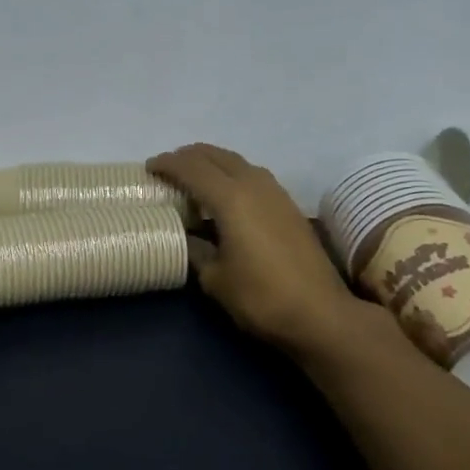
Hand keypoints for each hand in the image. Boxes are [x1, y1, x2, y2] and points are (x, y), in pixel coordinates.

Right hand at [148, 143, 369, 355]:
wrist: (321, 314)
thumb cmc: (261, 297)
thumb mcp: (215, 279)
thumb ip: (196, 250)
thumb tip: (186, 236)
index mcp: (230, 198)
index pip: (191, 168)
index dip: (167, 164)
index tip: (148, 168)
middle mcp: (254, 185)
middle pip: (215, 155)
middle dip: (188, 156)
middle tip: (168, 168)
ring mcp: (276, 193)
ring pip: (237, 162)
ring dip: (213, 163)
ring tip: (194, 178)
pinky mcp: (289, 206)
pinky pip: (253, 175)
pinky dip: (232, 175)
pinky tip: (226, 196)